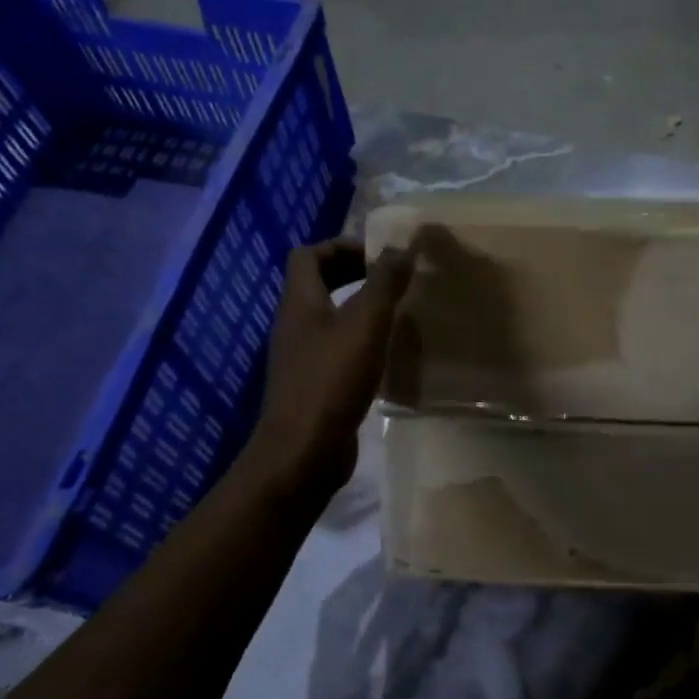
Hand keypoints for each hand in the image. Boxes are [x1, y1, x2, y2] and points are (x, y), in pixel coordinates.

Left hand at [241, 238, 412, 498]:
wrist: (304, 451)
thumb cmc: (332, 380)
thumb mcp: (365, 323)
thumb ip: (384, 283)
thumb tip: (402, 246)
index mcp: (300, 303)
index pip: (308, 255)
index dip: (341, 246)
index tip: (379, 256)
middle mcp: (295, 326)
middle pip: (318, 285)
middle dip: (353, 275)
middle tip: (393, 281)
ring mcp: (302, 358)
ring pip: (330, 319)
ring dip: (360, 310)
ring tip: (398, 315)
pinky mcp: (315, 386)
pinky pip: (337, 350)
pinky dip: (361, 343)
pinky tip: (389, 356)